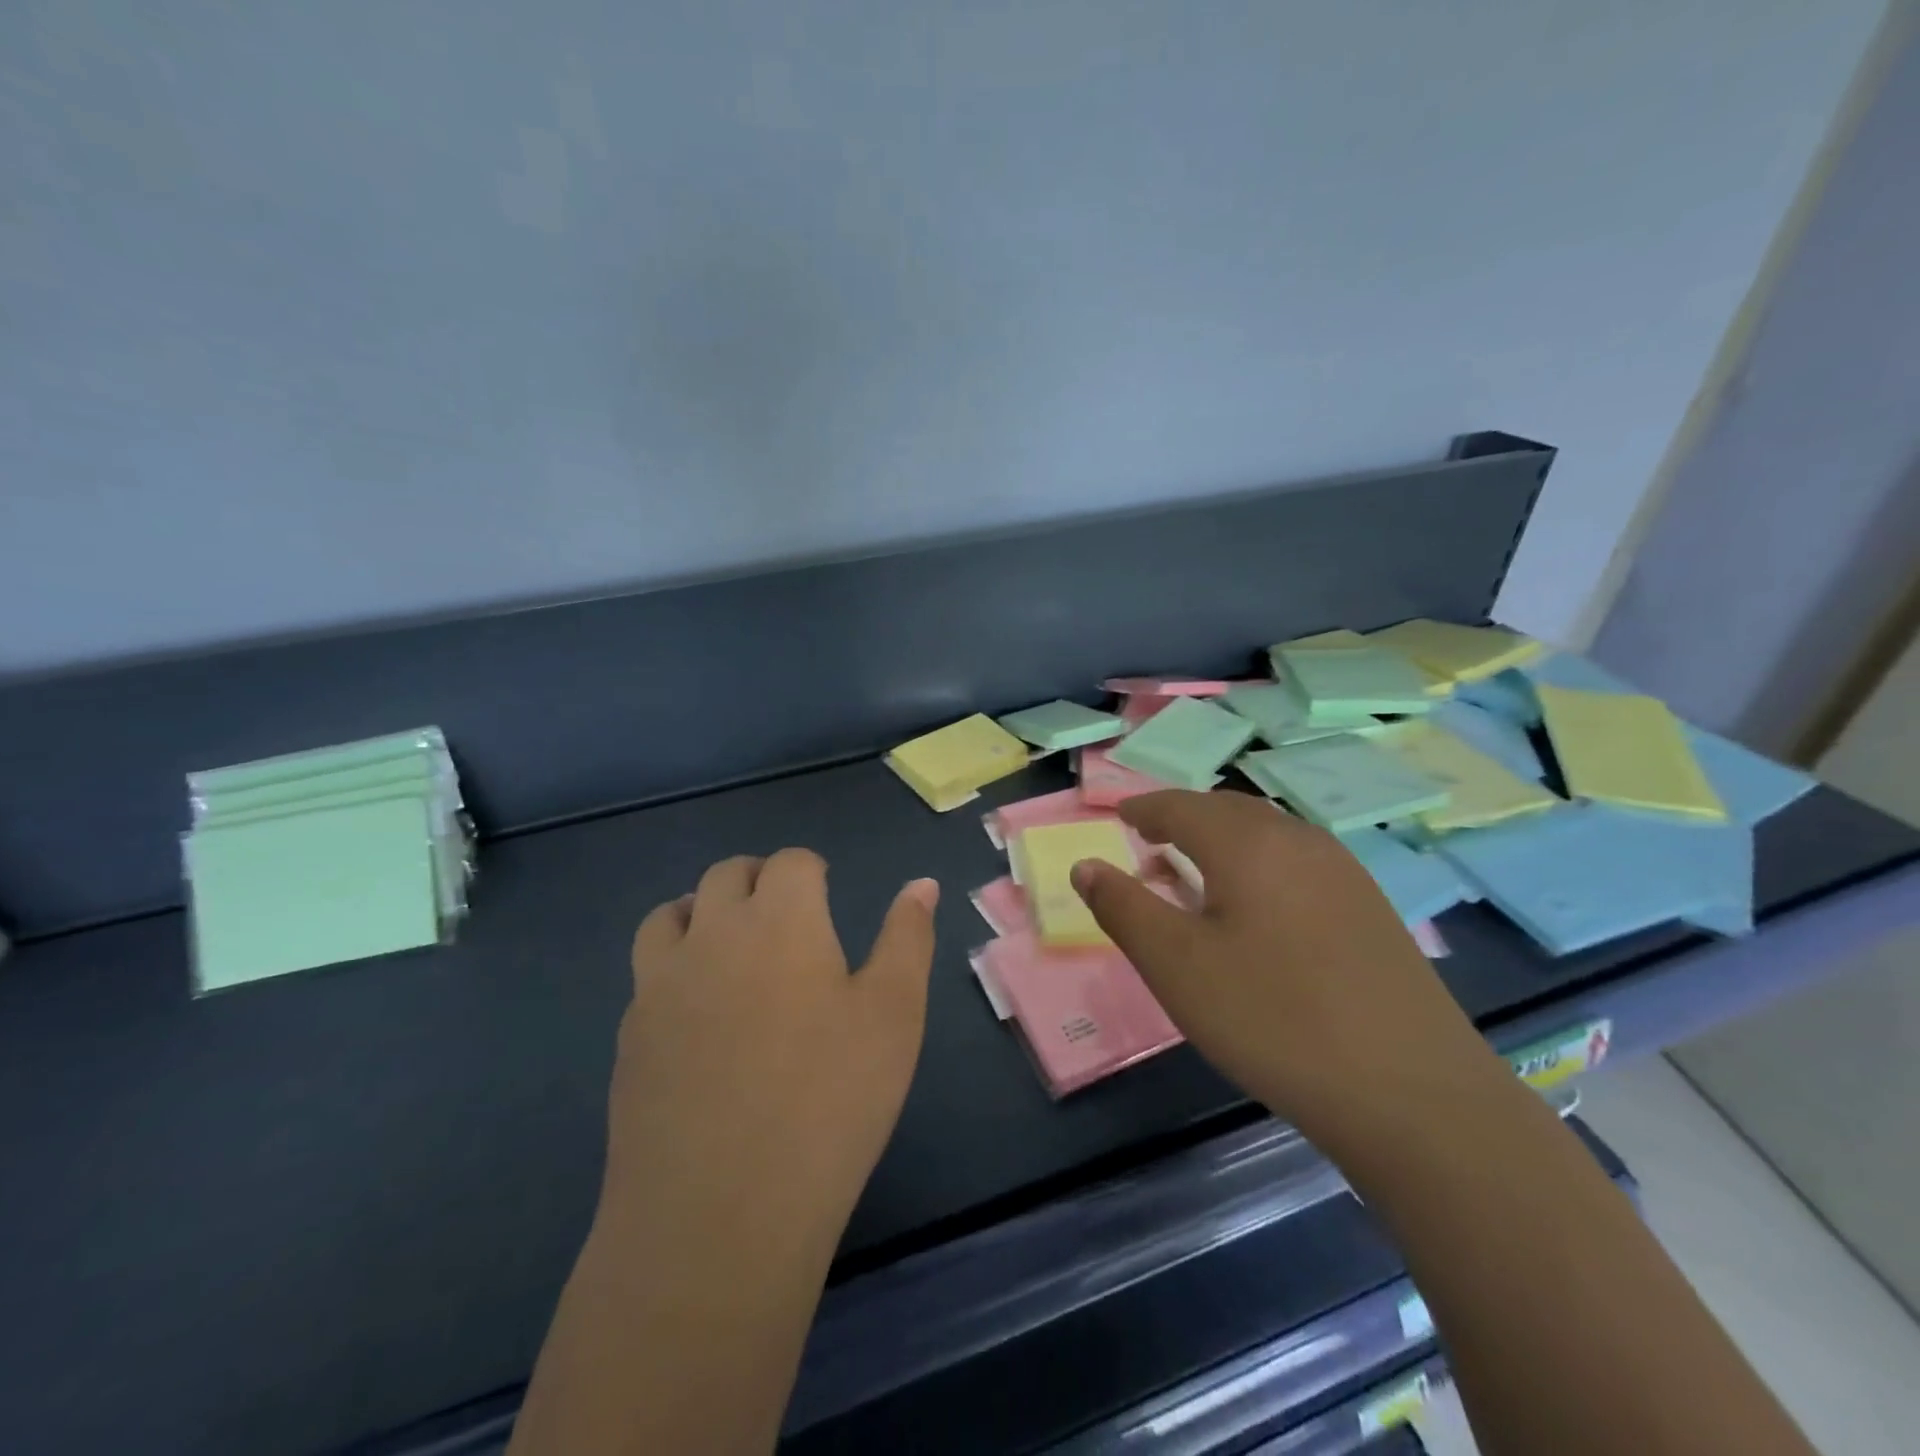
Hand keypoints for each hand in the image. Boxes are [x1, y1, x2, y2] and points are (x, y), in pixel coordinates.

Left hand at [605, 850, 938, 1241]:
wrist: (719, 1213)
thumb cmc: (829, 1102)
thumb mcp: (894, 1015)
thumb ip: (907, 938)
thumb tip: (920, 883)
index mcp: (780, 920)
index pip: (790, 862)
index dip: (811, 869)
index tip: (825, 891)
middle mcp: (712, 933)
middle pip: (726, 875)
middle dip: (758, 879)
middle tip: (786, 913)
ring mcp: (660, 983)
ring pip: (671, 913)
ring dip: (703, 911)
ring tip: (731, 944)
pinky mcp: (628, 1034)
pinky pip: (648, 972)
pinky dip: (674, 965)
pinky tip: (698, 1010)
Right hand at [1071, 791, 1492, 1139]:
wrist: (1412, 1094)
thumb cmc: (1272, 1019)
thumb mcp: (1176, 965)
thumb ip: (1123, 907)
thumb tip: (1085, 866)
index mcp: (1247, 843)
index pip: (1181, 806)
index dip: (1144, 808)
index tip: (1120, 817)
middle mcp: (1298, 840)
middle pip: (1227, 809)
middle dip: (1184, 818)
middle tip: (1151, 839)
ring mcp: (1343, 871)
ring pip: (1267, 833)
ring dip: (1224, 839)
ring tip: (1197, 869)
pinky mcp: (1370, 907)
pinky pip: (1298, 861)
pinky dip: (1260, 863)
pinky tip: (1259, 905)